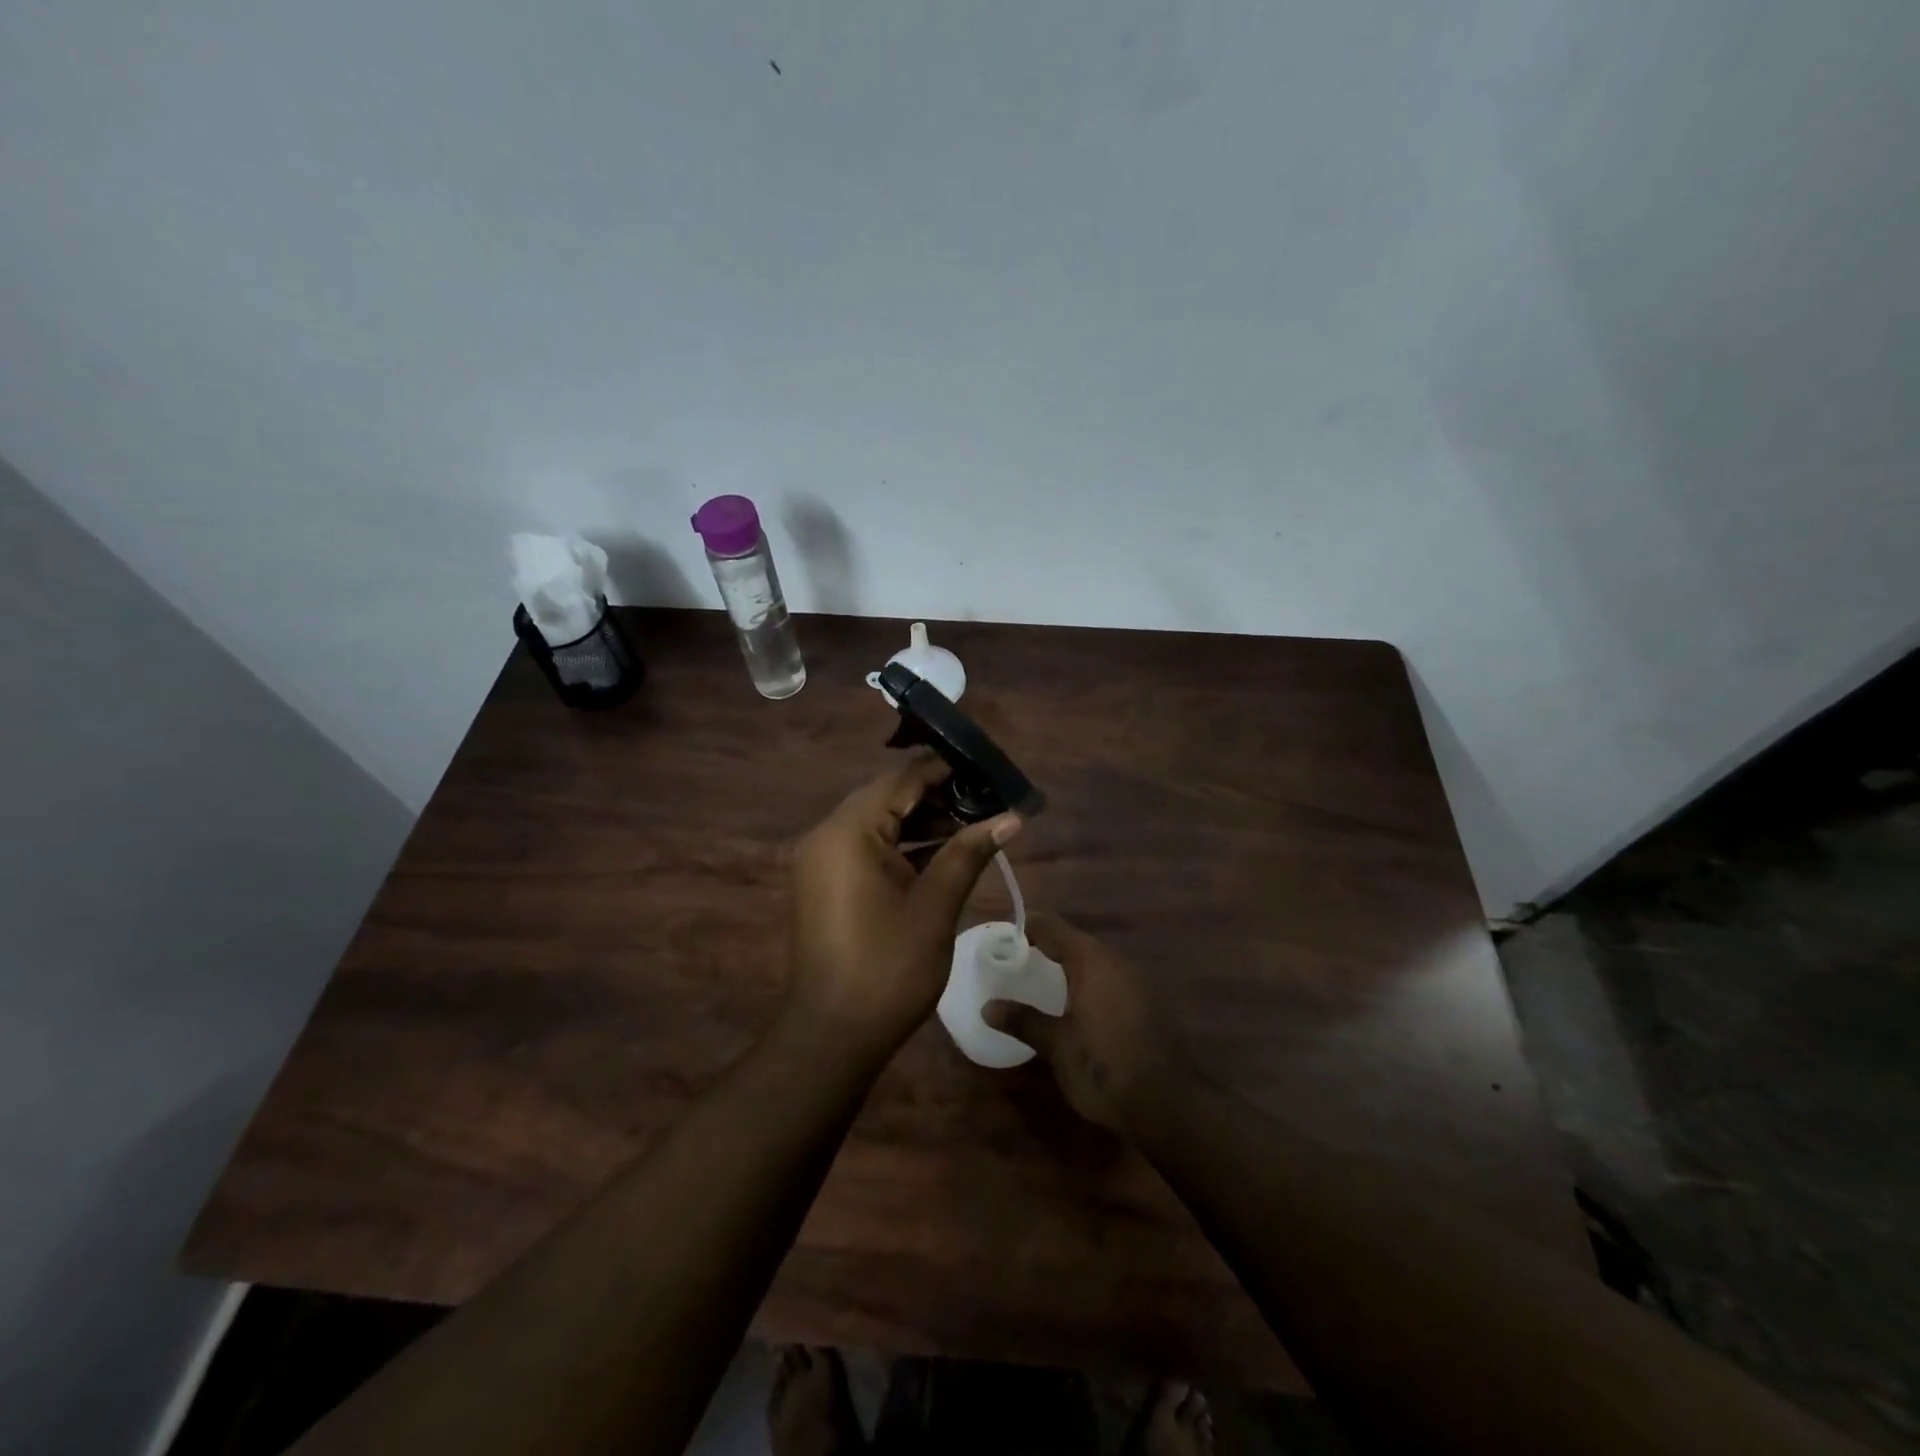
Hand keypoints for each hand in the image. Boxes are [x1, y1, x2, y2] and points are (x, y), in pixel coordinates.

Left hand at [786, 754, 1021, 1056]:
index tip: (987, 772)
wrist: (832, 1036)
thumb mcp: (936, 906)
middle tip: (987, 802)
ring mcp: (821, 860)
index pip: (902, 779)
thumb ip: (969, 853)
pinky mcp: (825, 883)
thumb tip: (1011, 817)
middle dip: (938, 797)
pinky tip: (942, 855)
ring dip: (922, 824)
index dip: (946, 771)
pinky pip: (866, 849)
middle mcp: (827, 835)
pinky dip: (901, 847)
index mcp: (848, 831)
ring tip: (973, 828)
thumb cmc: (888, 968)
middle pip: (888, 798)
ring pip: (878, 824)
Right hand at [984, 916, 1192, 1132]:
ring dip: (1069, 968)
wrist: (1169, 1106)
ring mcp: (1138, 984)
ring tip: (1041, 984)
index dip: (1027, 927)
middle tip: (1017, 963)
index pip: (1053, 927)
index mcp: (1092, 961)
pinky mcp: (1148, 1007)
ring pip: (1095, 964)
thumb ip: (1024, 1020)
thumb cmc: (1105, 1067)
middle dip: (1047, 948)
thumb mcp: (1057, 1046)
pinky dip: (1088, 986)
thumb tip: (988, 1007)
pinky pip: (1110, 983)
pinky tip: (1075, 1009)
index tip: (1003, 939)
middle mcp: (1117, 963)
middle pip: (1076, 943)